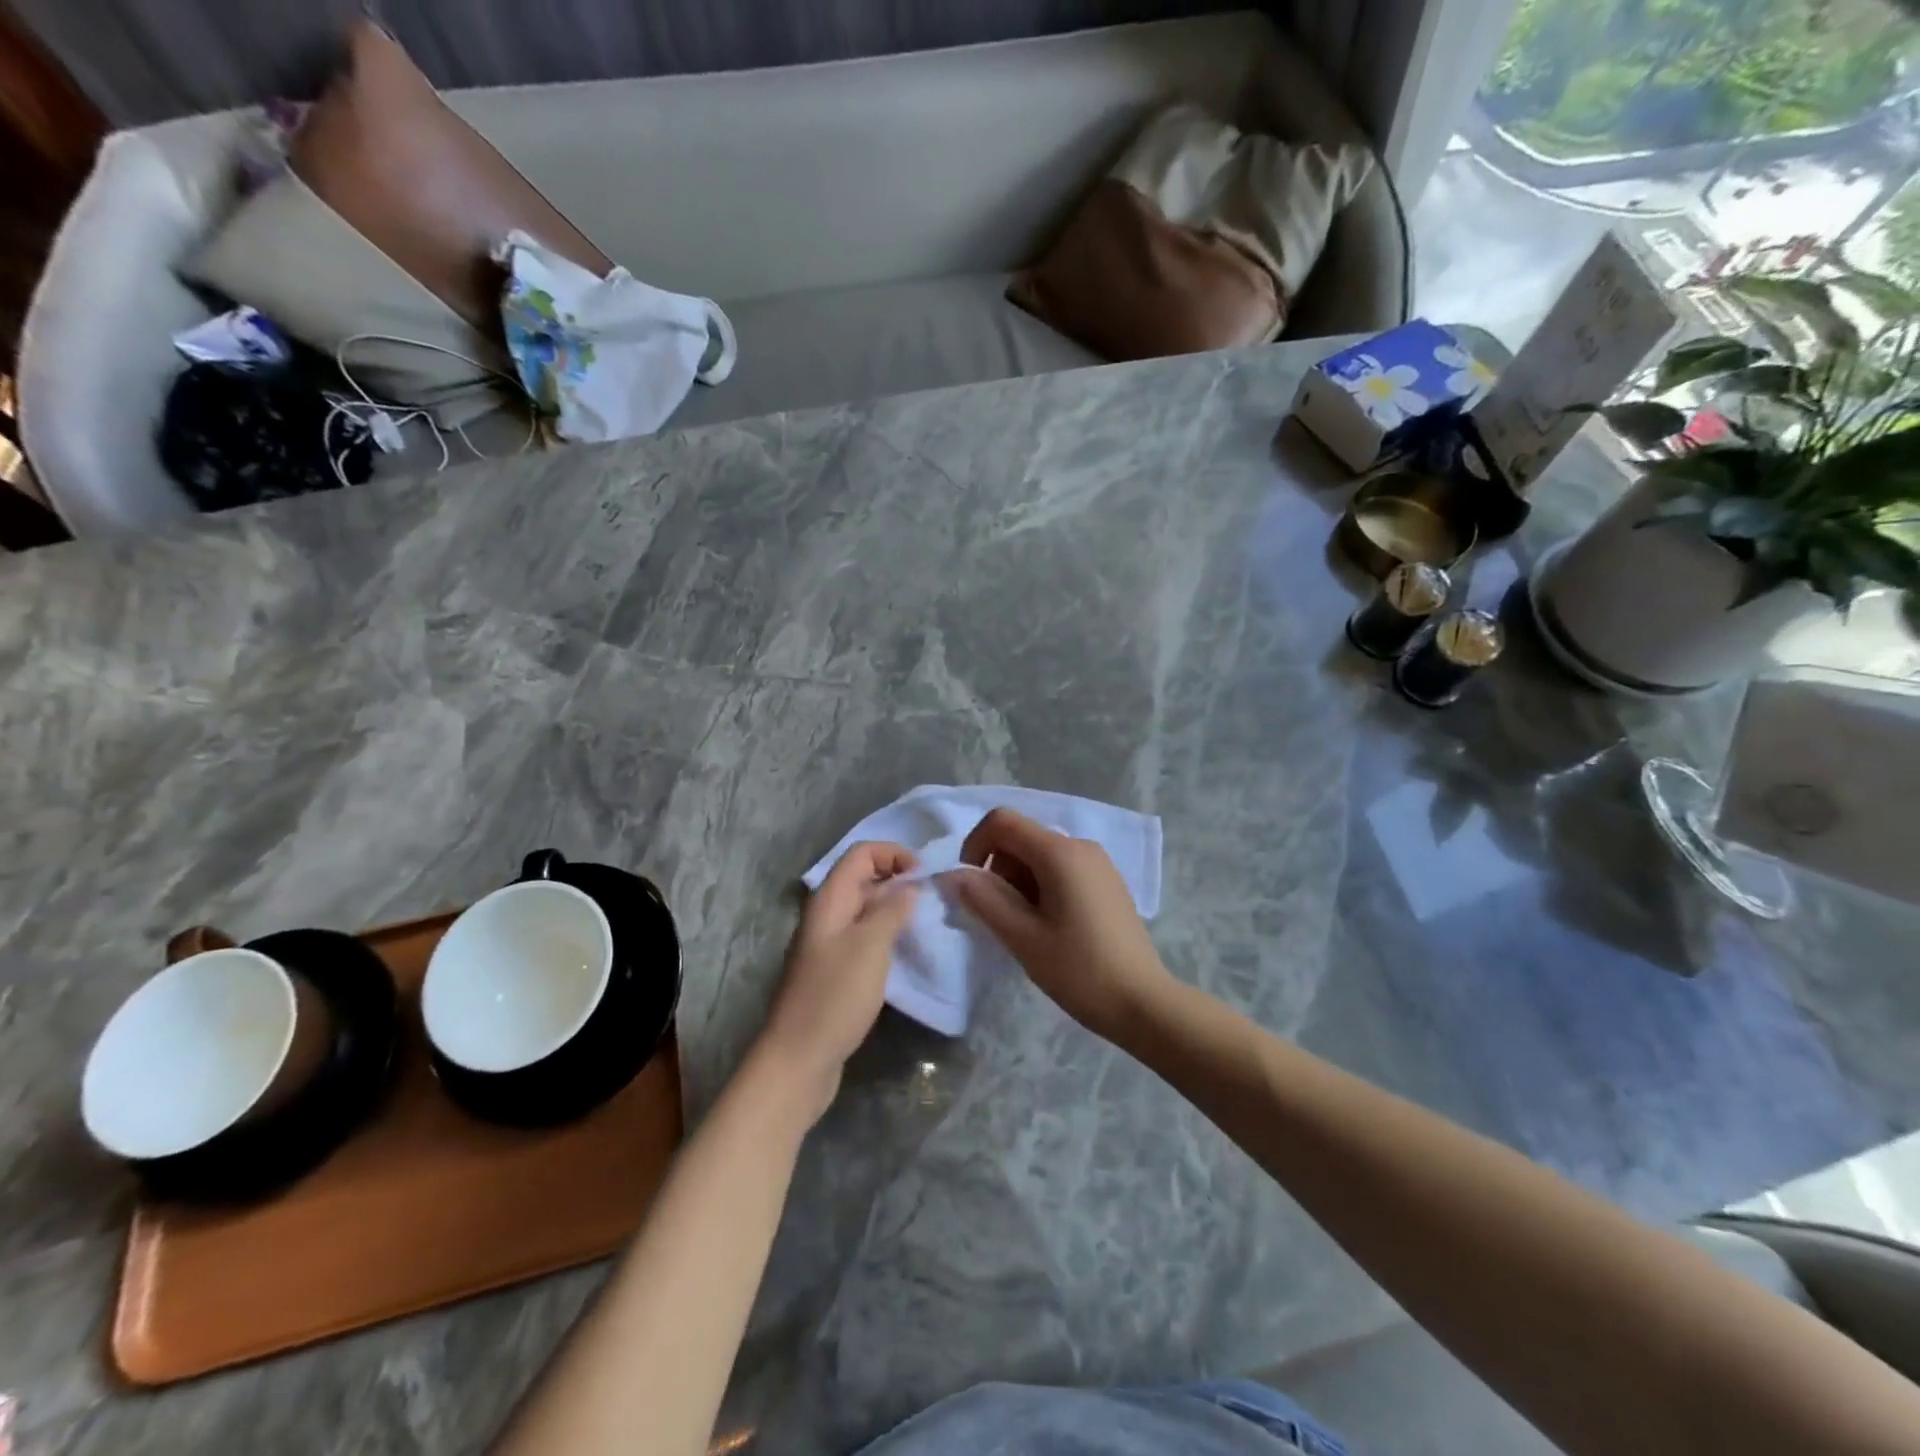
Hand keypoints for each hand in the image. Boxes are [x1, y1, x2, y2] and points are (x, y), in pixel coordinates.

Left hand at [760, 843, 918, 1112]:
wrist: (799, 1059)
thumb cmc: (835, 996)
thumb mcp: (870, 945)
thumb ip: (892, 909)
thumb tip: (910, 885)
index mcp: (829, 900)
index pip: (861, 854)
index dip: (894, 854)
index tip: (925, 875)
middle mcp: (826, 915)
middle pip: (863, 878)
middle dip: (898, 879)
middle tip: (932, 899)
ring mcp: (828, 944)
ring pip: (865, 909)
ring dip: (894, 909)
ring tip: (925, 924)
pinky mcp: (834, 971)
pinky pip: (863, 938)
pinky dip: (886, 936)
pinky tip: (905, 954)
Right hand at [953, 808, 1172, 1042]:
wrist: (1143, 1002)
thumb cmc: (1079, 970)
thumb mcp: (1022, 937)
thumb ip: (983, 899)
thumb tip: (953, 875)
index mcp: (1059, 852)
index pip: (1002, 821)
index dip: (975, 845)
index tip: (971, 886)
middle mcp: (1081, 845)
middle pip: (1021, 838)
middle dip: (998, 869)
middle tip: (1002, 918)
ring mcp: (1098, 863)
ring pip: (1039, 855)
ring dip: (1019, 882)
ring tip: (1026, 929)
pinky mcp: (1106, 882)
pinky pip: (1061, 869)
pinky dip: (1041, 888)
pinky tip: (1050, 928)